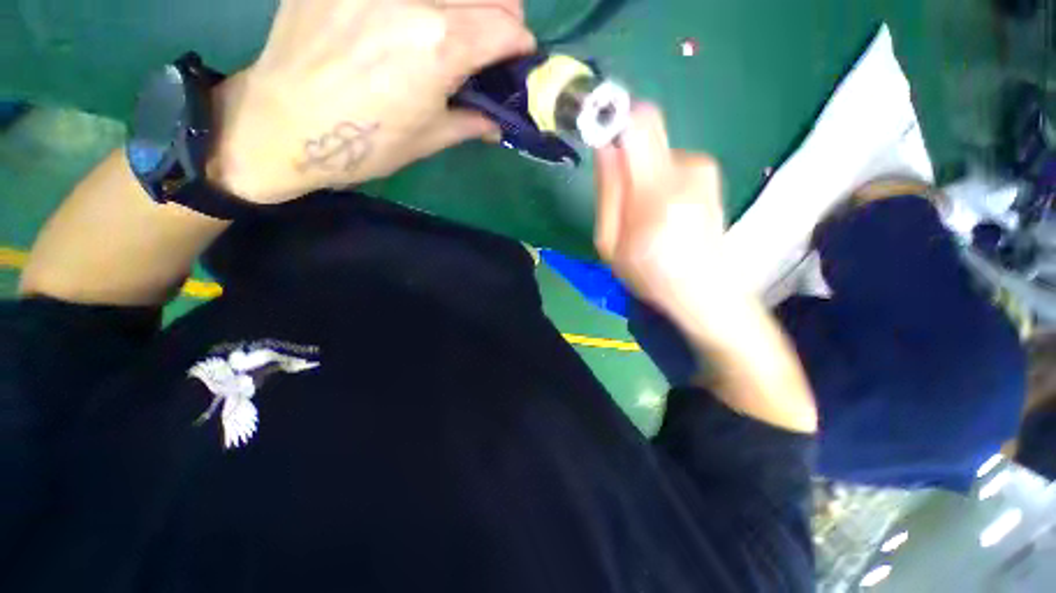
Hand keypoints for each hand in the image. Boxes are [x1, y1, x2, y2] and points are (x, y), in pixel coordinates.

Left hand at [210, 0, 535, 203]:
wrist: (284, 127)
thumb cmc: (366, 143)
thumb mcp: (429, 139)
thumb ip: (471, 122)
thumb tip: (498, 122)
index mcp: (439, 46)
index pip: (506, 27)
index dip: (521, 44)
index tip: (521, 57)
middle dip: (504, 12)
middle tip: (498, 36)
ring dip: (466, 1)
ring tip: (460, 22)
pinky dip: (423, 1)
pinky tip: (412, 17)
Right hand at [595, 105, 739, 335]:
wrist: (704, 291)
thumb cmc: (649, 273)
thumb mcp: (611, 243)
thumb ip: (608, 191)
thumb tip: (605, 147)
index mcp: (657, 190)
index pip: (639, 123)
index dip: (614, 116)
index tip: (598, 131)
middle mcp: (687, 168)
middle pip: (645, 134)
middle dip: (626, 160)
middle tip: (623, 200)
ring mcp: (704, 168)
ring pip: (657, 153)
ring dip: (643, 176)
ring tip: (646, 214)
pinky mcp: (710, 173)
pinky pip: (671, 164)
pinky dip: (660, 181)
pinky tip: (665, 212)